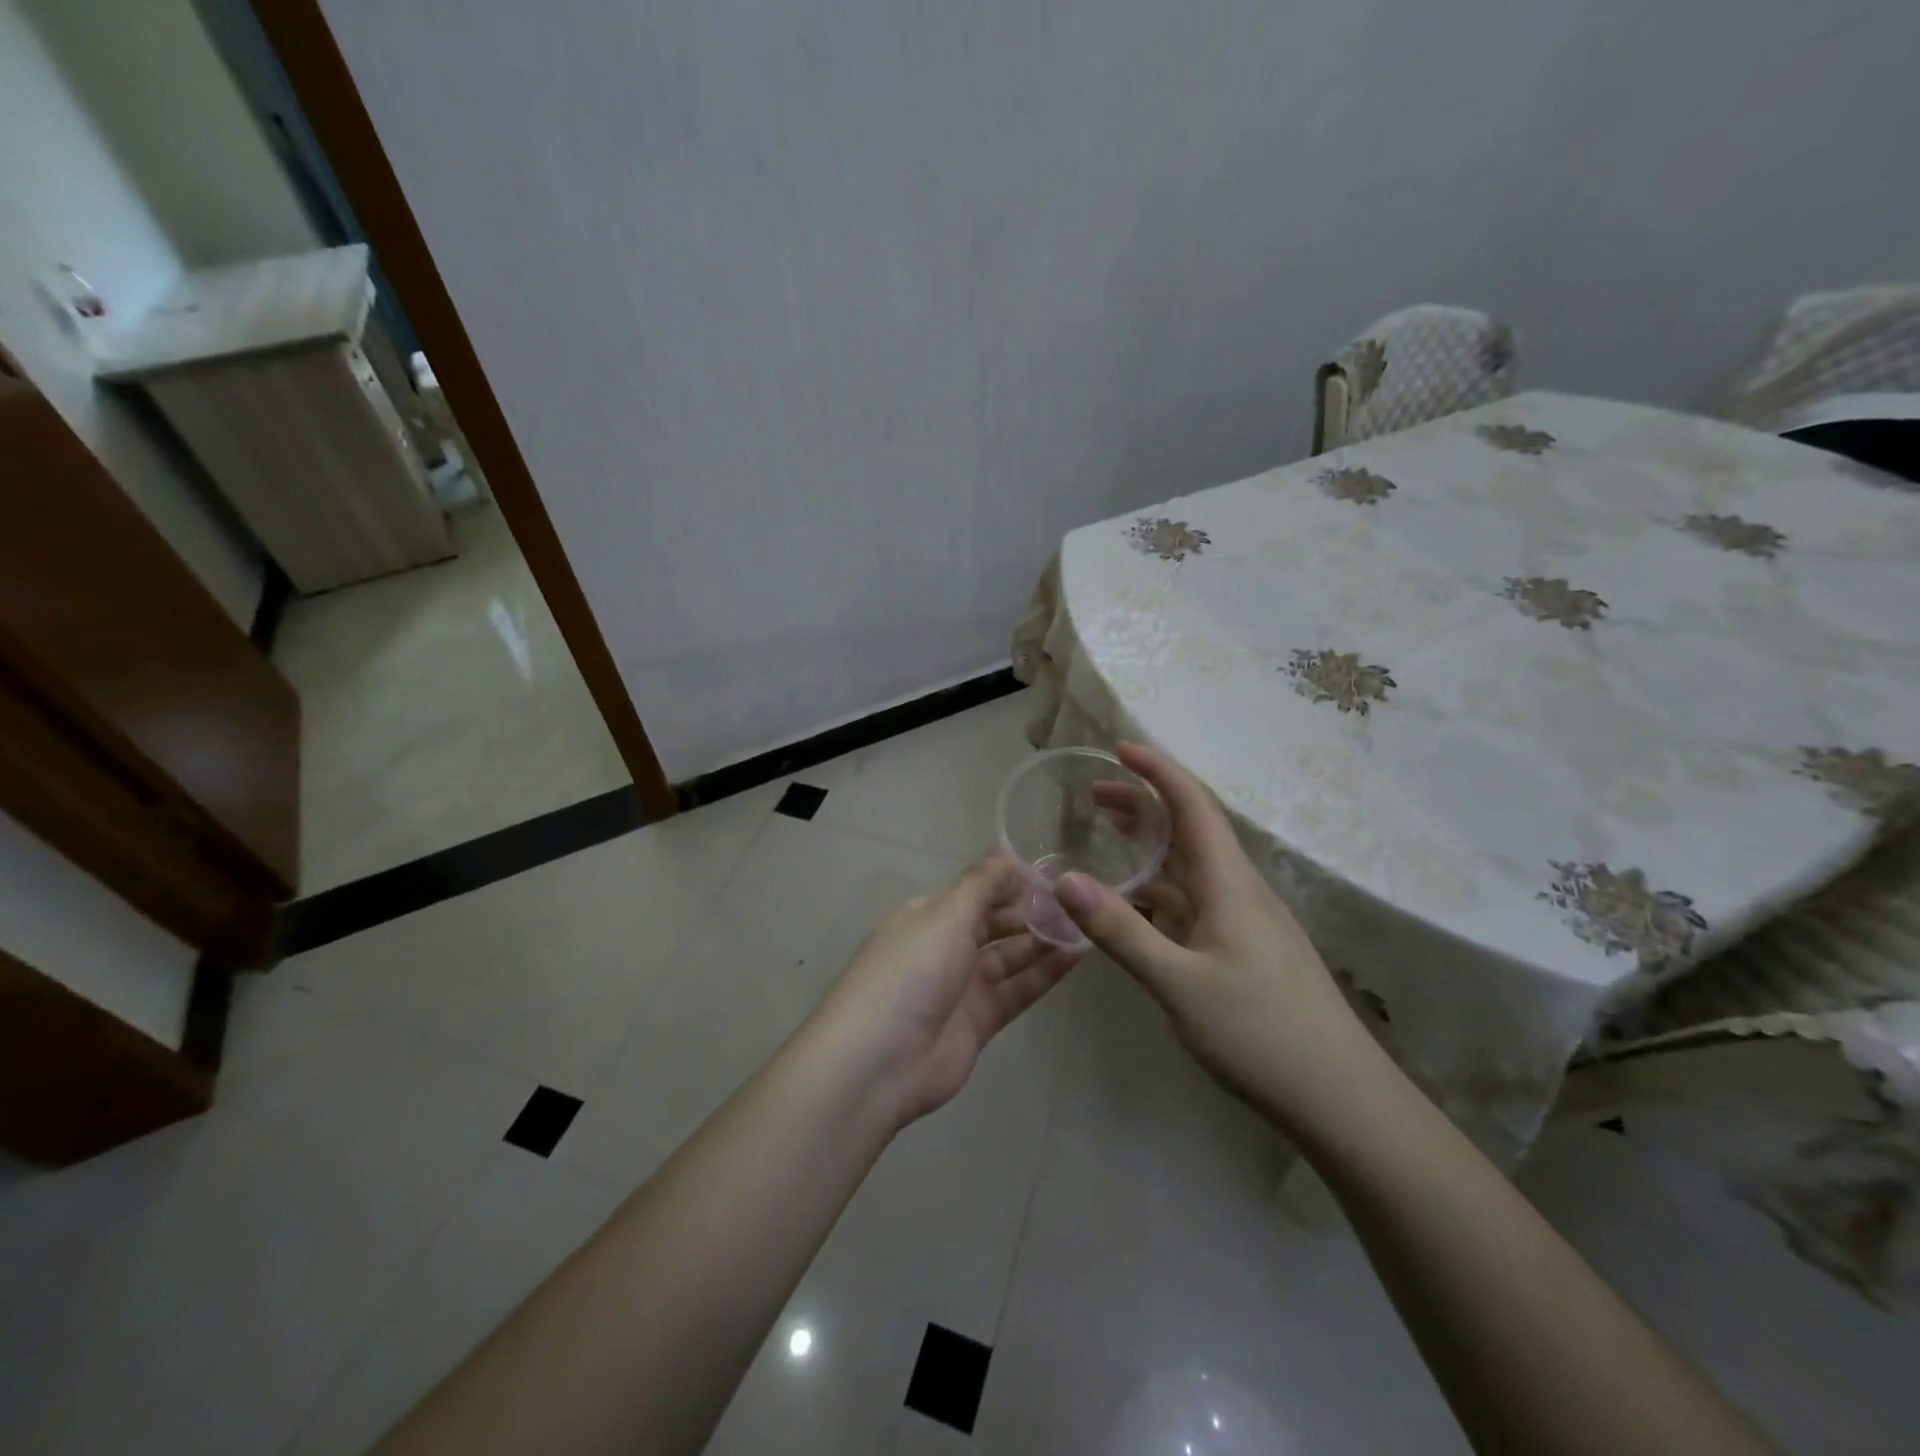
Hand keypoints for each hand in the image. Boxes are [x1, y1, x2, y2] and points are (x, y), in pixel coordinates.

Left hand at [814, 859, 1080, 1128]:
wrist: (880, 1062)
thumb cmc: (910, 973)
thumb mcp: (945, 917)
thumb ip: (981, 884)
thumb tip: (1007, 850)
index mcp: (929, 916)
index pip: (976, 890)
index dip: (1011, 882)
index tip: (1053, 873)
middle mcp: (945, 946)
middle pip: (995, 922)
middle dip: (1031, 911)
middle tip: (1076, 901)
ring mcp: (963, 985)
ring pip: (1010, 955)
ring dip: (1042, 941)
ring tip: (1084, 925)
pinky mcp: (980, 1021)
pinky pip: (1017, 989)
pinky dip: (1044, 974)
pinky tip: (1075, 956)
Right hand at [1054, 743, 1382, 1135]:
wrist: (1340, 1099)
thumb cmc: (1261, 1033)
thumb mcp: (1178, 983)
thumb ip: (1121, 931)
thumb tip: (1065, 879)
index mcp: (1229, 882)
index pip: (1192, 805)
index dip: (1157, 770)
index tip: (1119, 748)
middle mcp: (1239, 890)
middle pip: (1188, 829)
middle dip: (1142, 804)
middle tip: (1090, 798)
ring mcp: (1244, 921)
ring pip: (1190, 867)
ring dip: (1150, 847)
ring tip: (1105, 838)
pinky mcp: (1244, 949)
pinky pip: (1194, 902)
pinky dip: (1159, 890)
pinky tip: (1135, 905)